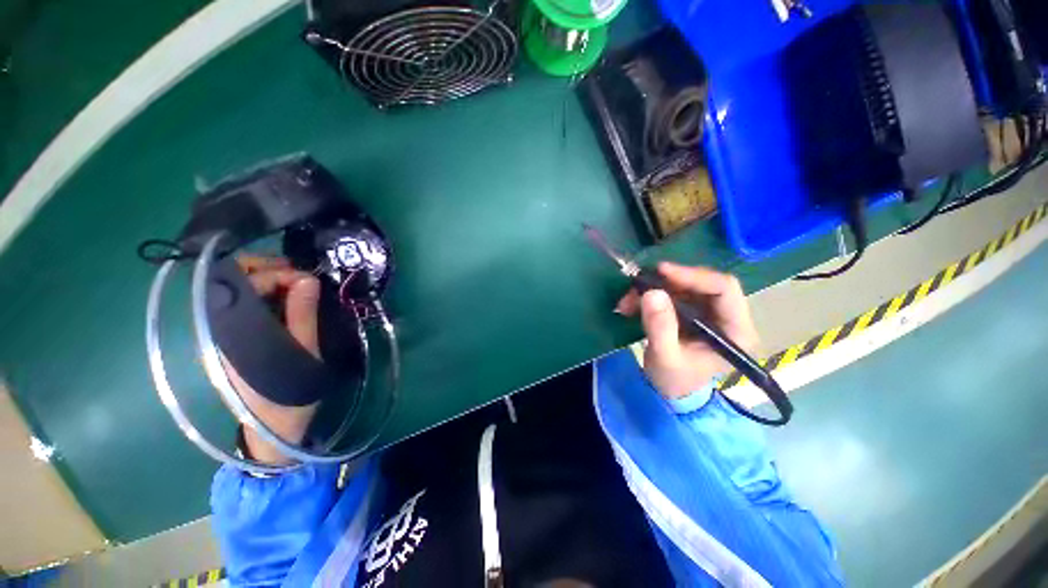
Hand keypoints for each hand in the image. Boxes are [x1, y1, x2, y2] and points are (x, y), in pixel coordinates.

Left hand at [222, 256, 321, 464]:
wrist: (274, 428)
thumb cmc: (290, 392)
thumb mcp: (304, 352)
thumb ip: (303, 315)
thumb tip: (307, 279)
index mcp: (234, 332)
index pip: (243, 285)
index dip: (275, 274)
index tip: (306, 278)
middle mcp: (224, 328)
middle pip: (235, 282)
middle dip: (268, 270)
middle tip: (301, 274)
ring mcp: (229, 334)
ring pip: (243, 292)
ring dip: (271, 281)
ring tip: (301, 284)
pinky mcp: (239, 340)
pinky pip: (251, 306)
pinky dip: (272, 295)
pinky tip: (292, 299)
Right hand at [616, 262, 758, 398]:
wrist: (670, 390)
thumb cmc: (675, 380)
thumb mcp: (665, 357)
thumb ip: (660, 327)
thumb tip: (652, 293)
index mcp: (735, 330)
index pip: (724, 289)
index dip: (693, 276)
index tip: (662, 272)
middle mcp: (727, 316)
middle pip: (702, 284)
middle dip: (667, 283)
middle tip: (638, 285)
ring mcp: (708, 313)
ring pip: (683, 287)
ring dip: (653, 289)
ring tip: (627, 301)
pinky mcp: (691, 312)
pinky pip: (671, 294)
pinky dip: (649, 296)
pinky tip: (631, 305)